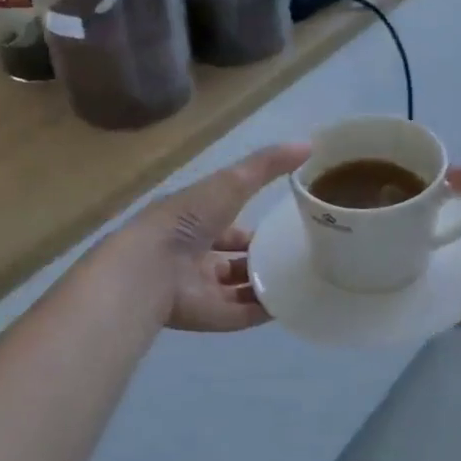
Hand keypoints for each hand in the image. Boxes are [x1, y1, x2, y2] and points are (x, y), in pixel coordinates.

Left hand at [123, 144, 309, 331]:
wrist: (152, 268)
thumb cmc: (188, 219)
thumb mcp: (231, 182)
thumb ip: (267, 165)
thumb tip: (309, 144)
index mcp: (194, 225)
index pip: (226, 229)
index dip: (250, 230)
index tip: (282, 228)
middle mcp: (195, 258)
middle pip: (232, 263)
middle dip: (260, 260)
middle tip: (296, 257)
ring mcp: (201, 289)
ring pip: (239, 290)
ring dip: (266, 285)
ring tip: (302, 279)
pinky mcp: (209, 316)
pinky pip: (243, 315)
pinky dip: (266, 309)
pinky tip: (294, 301)